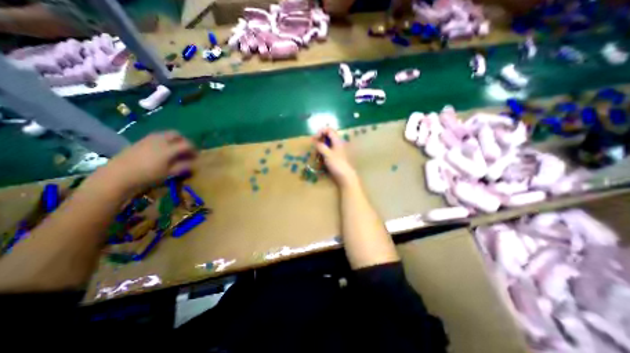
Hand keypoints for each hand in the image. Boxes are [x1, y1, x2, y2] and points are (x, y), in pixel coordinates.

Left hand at [96, 131, 195, 192]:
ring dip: (174, 140)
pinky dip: (164, 141)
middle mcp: (160, 140)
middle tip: (186, 150)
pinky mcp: (140, 141)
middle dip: (184, 141)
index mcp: (169, 148)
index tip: (196, 157)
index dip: (194, 150)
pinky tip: (162, 151)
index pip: (187, 144)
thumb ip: (183, 166)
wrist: (118, 175)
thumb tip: (193, 162)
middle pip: (176, 134)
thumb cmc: (147, 175)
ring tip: (175, 150)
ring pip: (166, 134)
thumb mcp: (169, 173)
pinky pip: (157, 137)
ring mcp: (148, 139)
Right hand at [312, 126, 356, 187]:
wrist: (344, 176)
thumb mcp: (327, 154)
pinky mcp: (334, 156)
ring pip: (327, 143)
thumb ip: (321, 146)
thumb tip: (315, 141)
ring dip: (320, 145)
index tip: (315, 138)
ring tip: (316, 152)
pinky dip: (322, 151)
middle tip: (314, 145)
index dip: (321, 131)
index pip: (329, 130)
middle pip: (327, 136)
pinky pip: (327, 150)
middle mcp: (337, 143)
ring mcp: (336, 150)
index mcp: (337, 141)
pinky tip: (319, 157)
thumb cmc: (337, 164)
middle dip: (320, 139)